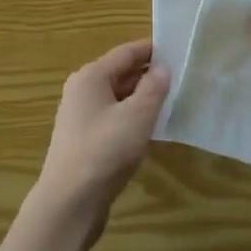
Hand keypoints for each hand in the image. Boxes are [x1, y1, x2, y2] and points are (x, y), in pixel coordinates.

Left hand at [31, 39, 169, 250]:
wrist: (69, 201)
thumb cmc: (104, 150)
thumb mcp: (137, 116)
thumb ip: (153, 89)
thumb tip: (163, 68)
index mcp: (91, 76)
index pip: (126, 53)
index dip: (152, 50)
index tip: (178, 49)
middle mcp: (82, 90)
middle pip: (120, 73)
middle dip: (149, 74)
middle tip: (181, 76)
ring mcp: (81, 116)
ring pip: (117, 97)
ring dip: (141, 97)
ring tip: (172, 100)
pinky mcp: (84, 140)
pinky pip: (113, 117)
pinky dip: (132, 117)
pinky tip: (150, 128)